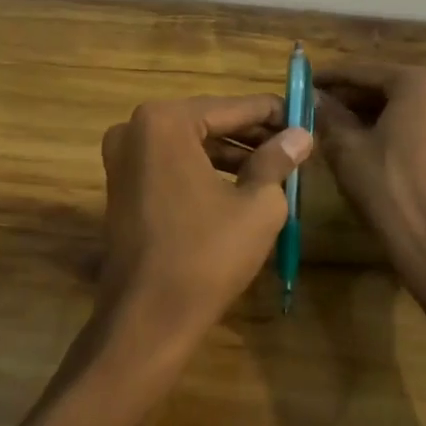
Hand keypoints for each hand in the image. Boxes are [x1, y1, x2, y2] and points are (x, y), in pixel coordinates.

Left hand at [97, 95, 312, 351]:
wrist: (147, 318)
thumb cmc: (206, 255)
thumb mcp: (257, 205)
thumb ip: (277, 160)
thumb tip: (300, 135)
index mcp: (164, 121)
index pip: (232, 107)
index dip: (272, 113)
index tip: (304, 116)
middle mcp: (135, 128)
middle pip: (208, 122)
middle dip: (251, 134)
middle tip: (293, 143)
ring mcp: (122, 158)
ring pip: (189, 144)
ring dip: (230, 153)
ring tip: (274, 166)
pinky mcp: (120, 186)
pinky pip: (170, 165)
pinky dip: (204, 170)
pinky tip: (239, 185)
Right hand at [313, 65, 425, 313]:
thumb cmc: (387, 187)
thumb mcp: (346, 148)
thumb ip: (328, 115)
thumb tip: (315, 98)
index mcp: (419, 83)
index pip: (364, 72)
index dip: (331, 78)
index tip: (306, 81)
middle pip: (389, 87)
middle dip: (353, 97)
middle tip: (319, 106)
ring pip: (406, 108)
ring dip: (373, 114)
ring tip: (339, 127)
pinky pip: (422, 128)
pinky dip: (395, 131)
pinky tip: (370, 146)